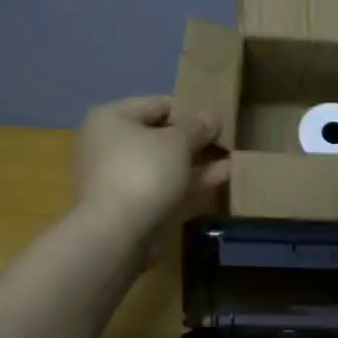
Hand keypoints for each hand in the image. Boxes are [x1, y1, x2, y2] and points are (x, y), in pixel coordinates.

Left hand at [74, 95, 228, 234]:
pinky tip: (220, 177)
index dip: (189, 110)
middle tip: (224, 140)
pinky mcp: (126, 204)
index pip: (158, 104)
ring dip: (194, 161)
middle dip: (192, 139)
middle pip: (158, 134)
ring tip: (230, 159)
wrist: (115, 234)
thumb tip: (211, 117)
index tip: (216, 120)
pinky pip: (160, 185)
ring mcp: (115, 176)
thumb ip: (197, 127)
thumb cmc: (144, 172)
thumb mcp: (178, 142)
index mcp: (111, 117)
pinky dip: (186, 181)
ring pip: (161, 163)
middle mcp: (107, 143)